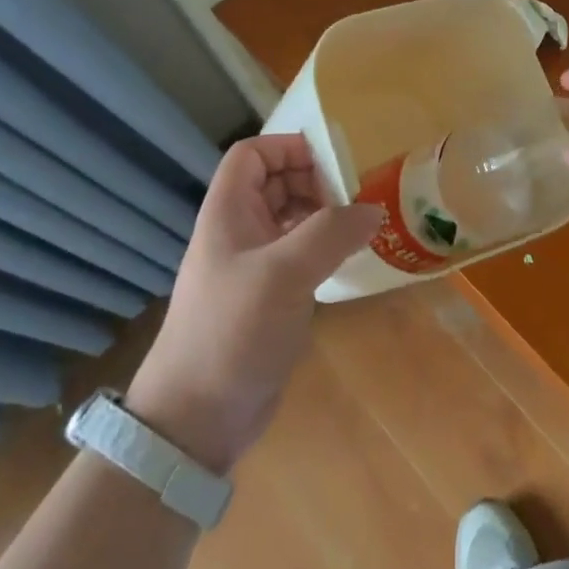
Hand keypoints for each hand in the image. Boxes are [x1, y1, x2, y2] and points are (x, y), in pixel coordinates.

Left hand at [126, 135, 382, 473]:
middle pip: (276, 181)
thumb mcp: (283, 274)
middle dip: (315, 180)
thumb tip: (373, 210)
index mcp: (228, 211)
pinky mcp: (267, 296)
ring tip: (358, 225)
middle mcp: (238, 230)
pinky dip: (323, 246)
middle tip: (354, 196)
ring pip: (290, 217)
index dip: (289, 147)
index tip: (332, 161)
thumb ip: (330, 234)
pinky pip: (299, 252)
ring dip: (323, 213)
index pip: (252, 154)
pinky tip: (347, 258)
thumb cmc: (230, 332)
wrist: (194, 421)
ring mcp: (252, 264)